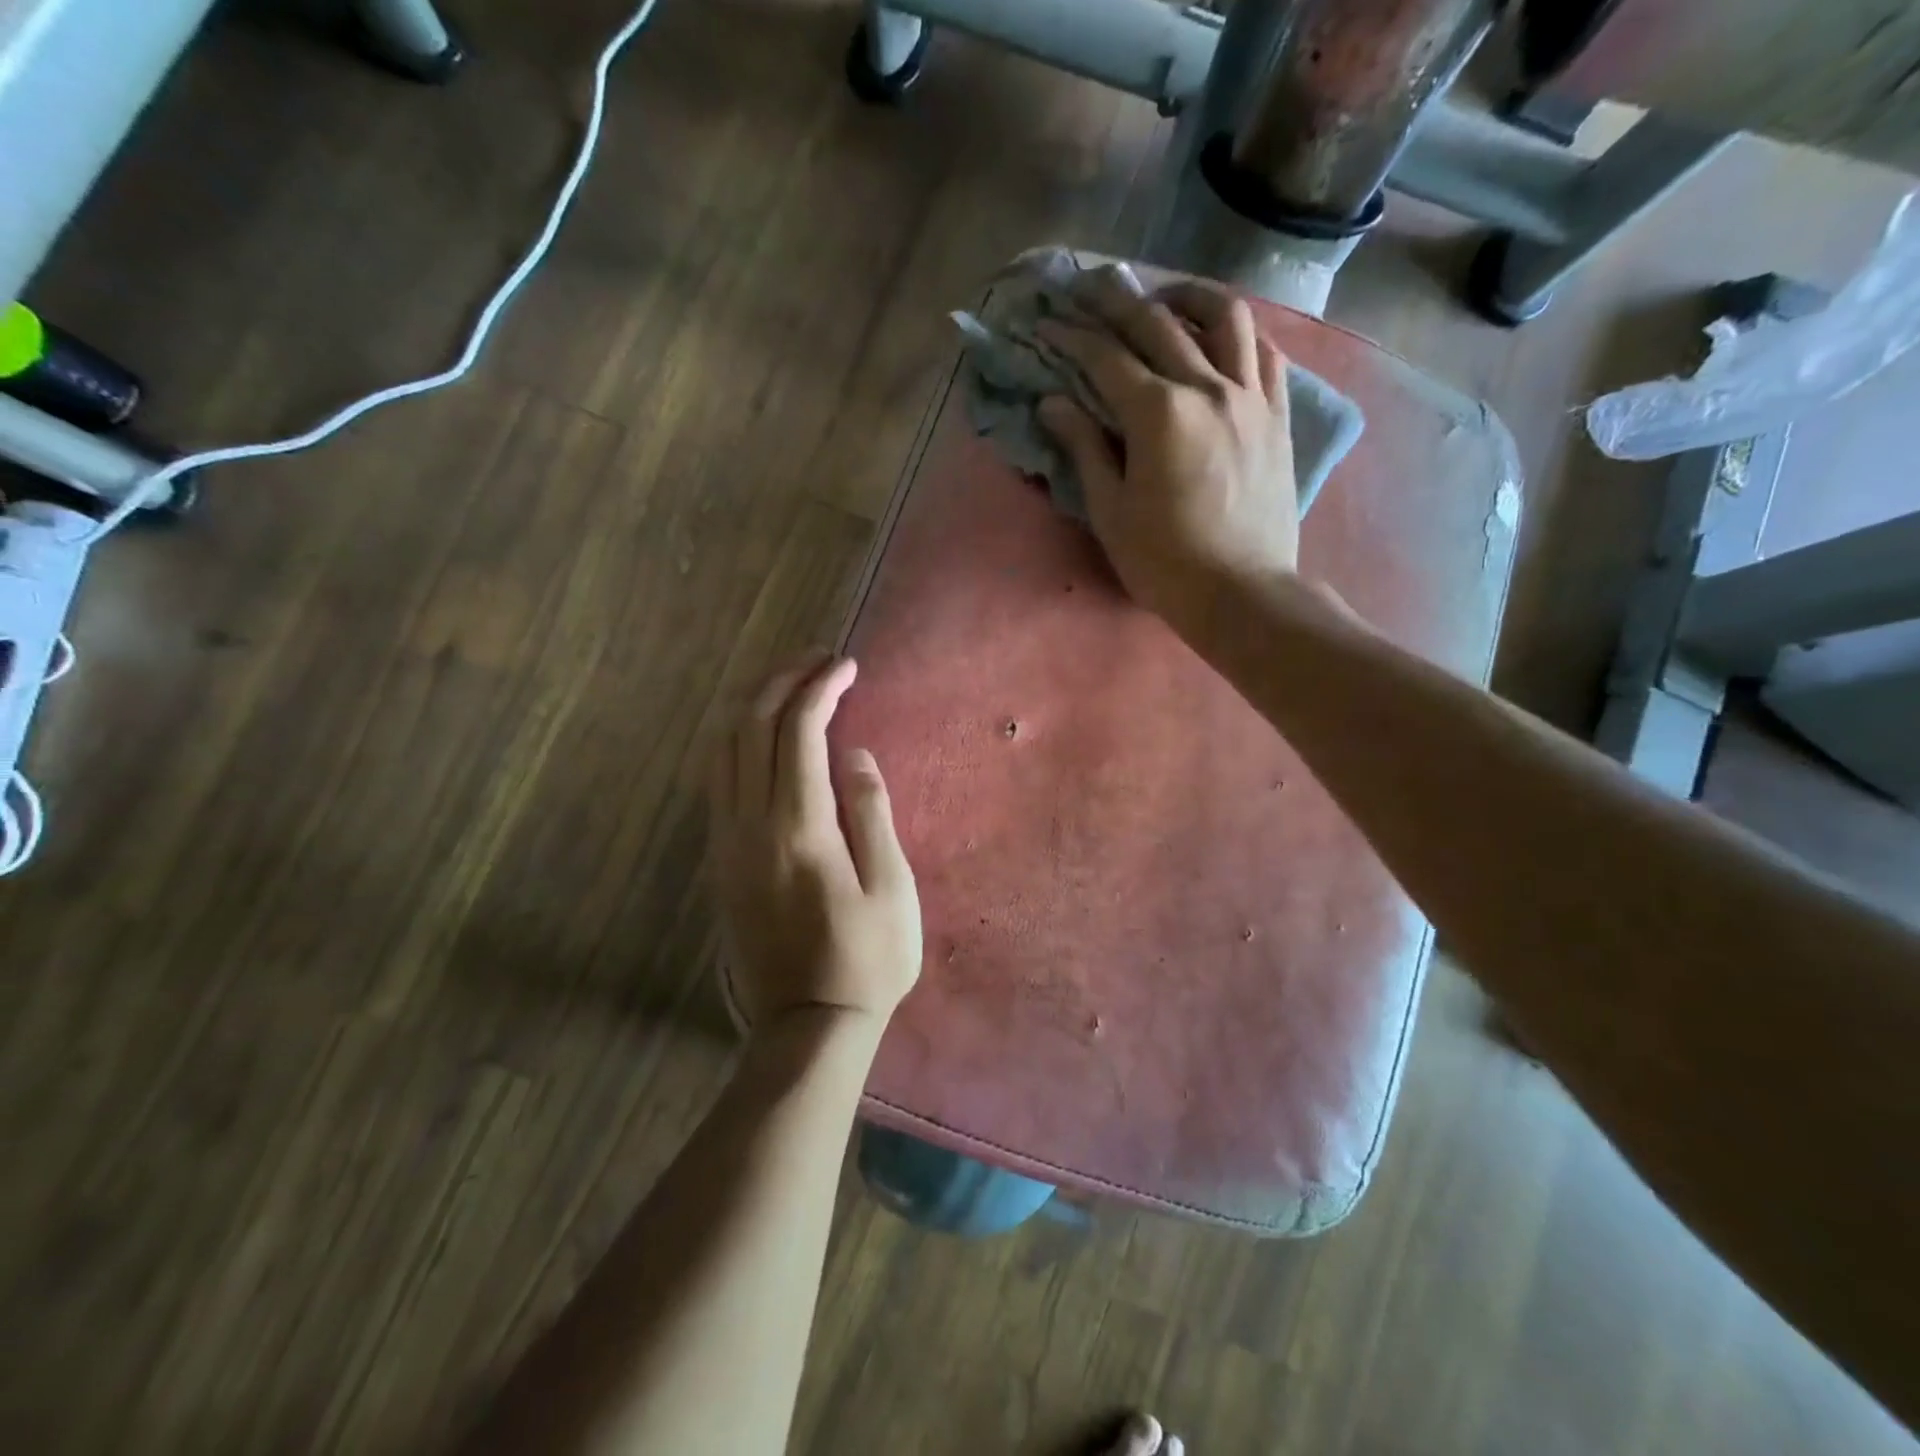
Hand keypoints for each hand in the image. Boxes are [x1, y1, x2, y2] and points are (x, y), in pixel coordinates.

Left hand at [708, 653, 921, 1033]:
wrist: (808, 1024)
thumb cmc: (867, 959)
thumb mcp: (892, 887)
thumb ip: (871, 812)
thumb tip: (852, 753)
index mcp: (799, 827)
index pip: (800, 731)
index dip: (821, 688)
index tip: (847, 666)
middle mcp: (751, 824)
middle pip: (751, 727)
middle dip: (783, 681)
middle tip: (819, 661)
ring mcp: (727, 842)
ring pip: (723, 749)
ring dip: (753, 706)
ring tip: (790, 686)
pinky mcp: (719, 861)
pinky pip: (717, 779)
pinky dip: (737, 741)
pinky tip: (763, 738)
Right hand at [1038, 269, 1299, 626]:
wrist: (1241, 592)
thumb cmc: (1164, 562)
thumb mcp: (1110, 510)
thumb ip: (1083, 448)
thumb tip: (1053, 402)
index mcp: (1159, 413)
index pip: (1107, 357)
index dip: (1071, 336)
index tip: (1046, 322)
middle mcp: (1207, 387)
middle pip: (1158, 323)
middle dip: (1117, 299)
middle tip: (1090, 287)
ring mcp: (1250, 397)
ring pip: (1225, 318)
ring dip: (1189, 296)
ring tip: (1166, 297)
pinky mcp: (1277, 416)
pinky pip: (1265, 354)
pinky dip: (1240, 336)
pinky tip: (1222, 340)